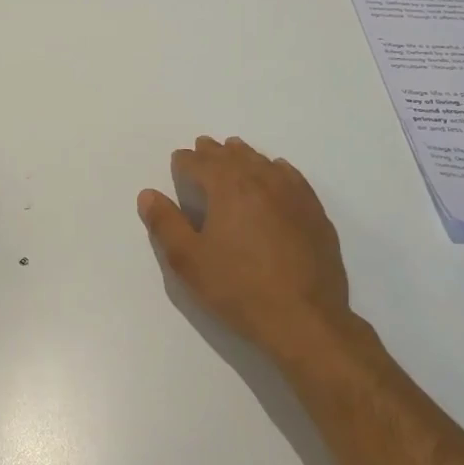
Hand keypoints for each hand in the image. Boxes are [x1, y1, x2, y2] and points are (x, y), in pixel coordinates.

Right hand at [138, 137, 356, 360]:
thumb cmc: (237, 289)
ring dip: (245, 155)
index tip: (178, 159)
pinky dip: (277, 169)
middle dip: (215, 151)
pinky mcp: (315, 213)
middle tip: (203, 146)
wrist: (304, 318)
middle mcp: (262, 181)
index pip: (201, 164)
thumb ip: (166, 224)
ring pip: (264, 163)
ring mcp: (294, 195)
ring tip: (235, 151)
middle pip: (234, 157)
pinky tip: (277, 172)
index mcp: (228, 188)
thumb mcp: (188, 261)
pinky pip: (292, 178)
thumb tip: (148, 194)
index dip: (185, 161)